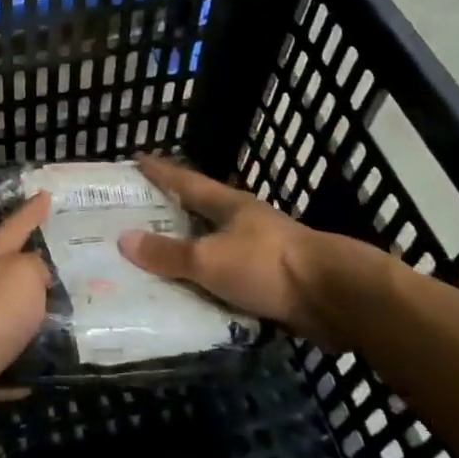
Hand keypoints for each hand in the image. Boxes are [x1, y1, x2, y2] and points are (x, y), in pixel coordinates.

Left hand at [0, 194, 52, 433]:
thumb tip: (36, 278)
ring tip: (69, 314)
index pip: (15, 226)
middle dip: (34, 266)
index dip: (31, 211)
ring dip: (34, 315)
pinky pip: (11, 356)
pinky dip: (27, 360)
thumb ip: (36, 268)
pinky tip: (48, 365)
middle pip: (9, 270)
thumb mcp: (23, 274)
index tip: (44, 194)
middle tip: (66, 262)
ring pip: (11, 314)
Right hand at [117, 156, 338, 343]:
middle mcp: (246, 223)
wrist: (336, 299)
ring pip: (216, 248)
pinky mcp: (274, 283)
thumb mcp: (208, 259)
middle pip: (202, 212)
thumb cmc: (267, 265)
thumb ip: (167, 254)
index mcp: (230, 205)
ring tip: (158, 260)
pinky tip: (192, 296)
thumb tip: (122, 239)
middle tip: (138, 215)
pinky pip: (229, 281)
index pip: (186, 181)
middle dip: (173, 213)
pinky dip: (209, 285)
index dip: (161, 171)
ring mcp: (263, 253)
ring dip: (192, 253)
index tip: (138, 159)